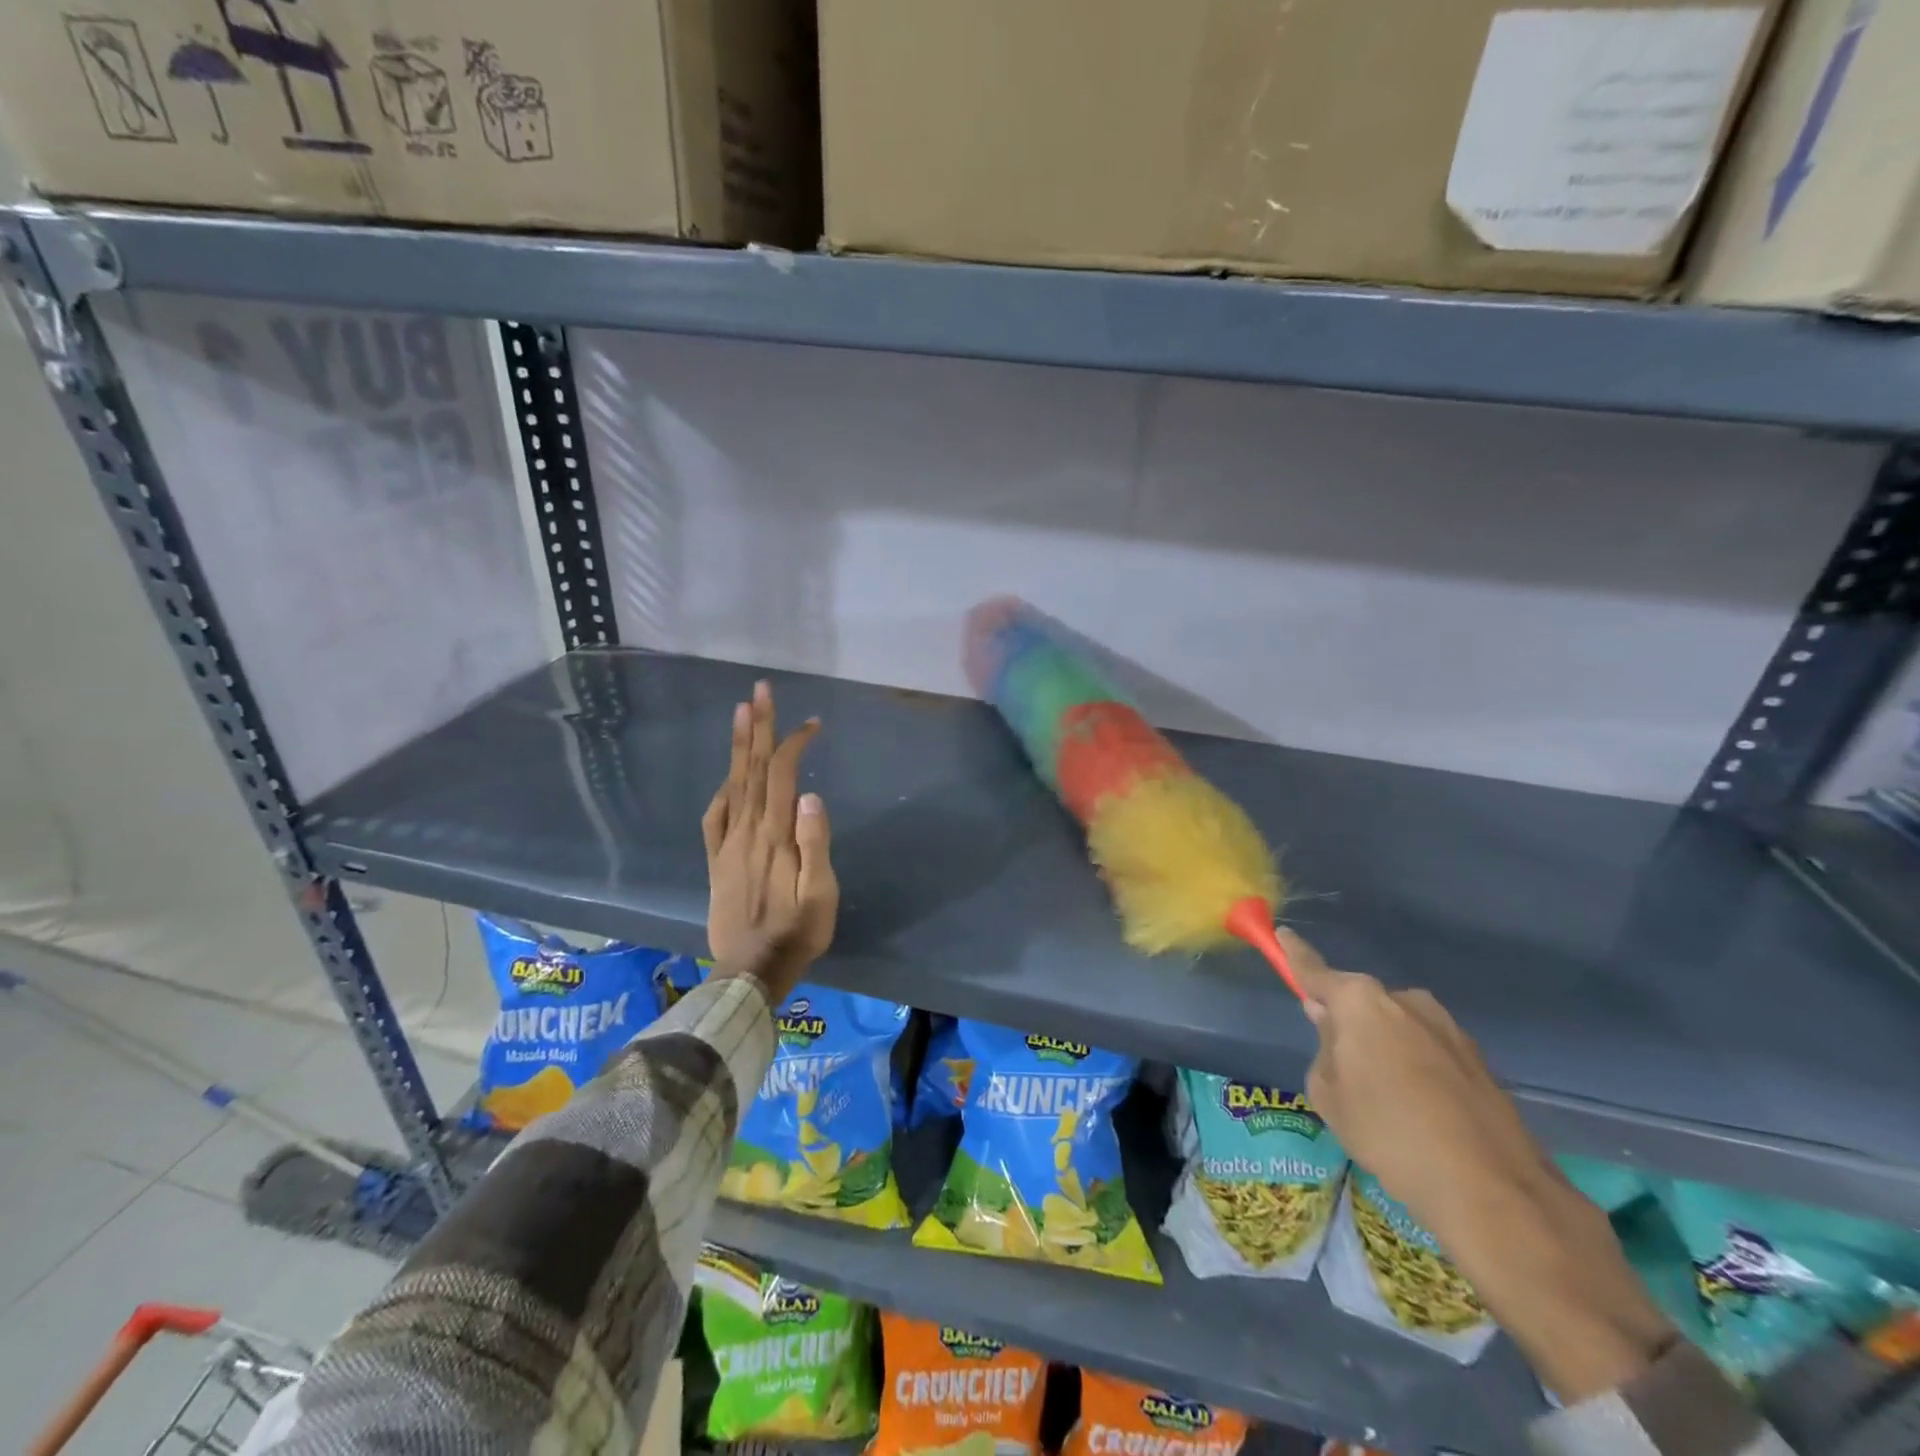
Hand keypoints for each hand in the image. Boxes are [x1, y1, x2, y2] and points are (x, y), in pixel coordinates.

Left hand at [702, 681, 836, 1006]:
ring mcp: (728, 844)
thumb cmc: (796, 933)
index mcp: (775, 835)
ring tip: (741, 711)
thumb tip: (810, 795)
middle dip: (758, 726)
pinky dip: (722, 789)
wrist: (750, 971)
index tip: (812, 723)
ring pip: (733, 784)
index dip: (793, 743)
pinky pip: (715, 816)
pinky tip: (728, 777)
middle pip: (752, 768)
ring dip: (738, 746)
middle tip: (760, 688)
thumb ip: (815, 844)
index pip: (781, 775)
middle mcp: (748, 831)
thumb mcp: (820, 895)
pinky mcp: (717, 860)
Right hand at [1284, 929, 1672, 1402]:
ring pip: (1393, 1028)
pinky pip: (1424, 1049)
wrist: (1512, 1212)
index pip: (1313, 965)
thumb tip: (1333, 1035)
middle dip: (1342, 1028)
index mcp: (1366, 1004)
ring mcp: (1450, 1029)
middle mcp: (1409, 1002)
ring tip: (1386, 1116)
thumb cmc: (1402, 1151)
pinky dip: (1412, 1072)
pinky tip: (1422, 1124)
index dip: (1287, 950)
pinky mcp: (1480, 1059)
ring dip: (1380, 1054)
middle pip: (1357, 1002)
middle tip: (1339, 1082)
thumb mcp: (1332, 1100)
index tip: (1268, 926)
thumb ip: (1324, 1055)